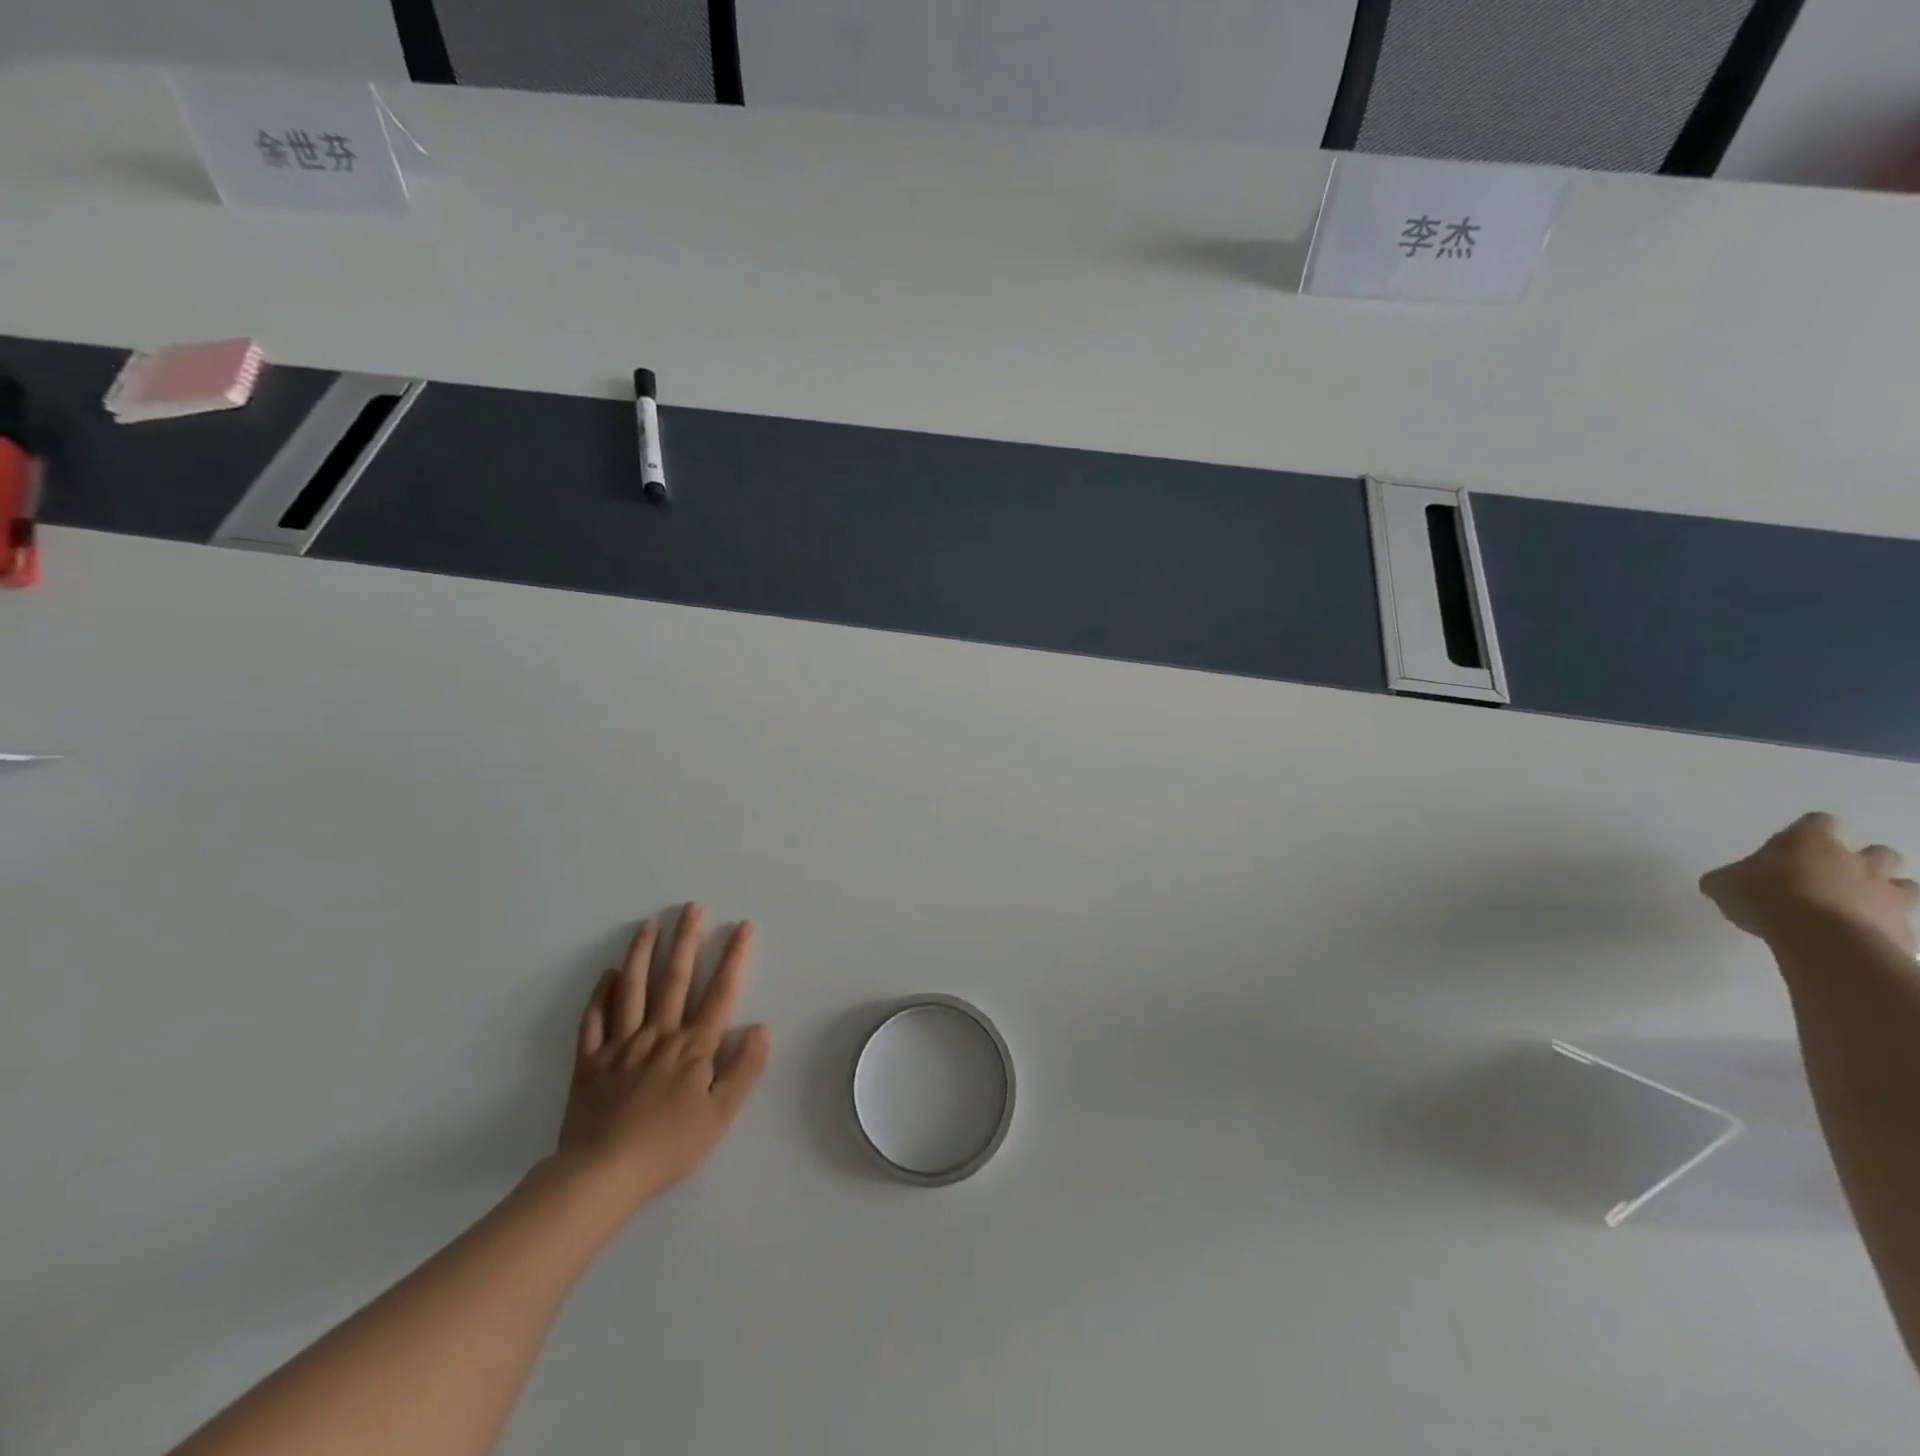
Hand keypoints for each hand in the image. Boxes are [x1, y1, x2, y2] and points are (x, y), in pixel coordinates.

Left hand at [555, 905, 770, 1218]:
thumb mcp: (721, 1115)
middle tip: (692, 908)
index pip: (719, 994)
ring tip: (650, 925)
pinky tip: (609, 974)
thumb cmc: (668, 1146)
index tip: (743, 927)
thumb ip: (744, 1069)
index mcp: (693, 1048)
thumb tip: (763, 1027)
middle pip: (675, 980)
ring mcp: (621, 1046)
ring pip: (633, 990)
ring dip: (642, 954)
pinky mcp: (590, 1062)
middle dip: (686, 941)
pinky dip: (601, 995)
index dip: (734, 958)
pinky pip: (594, 1020)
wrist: (601, 1175)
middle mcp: (658, 1035)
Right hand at [1700, 812, 1919, 953]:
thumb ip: (1728, 879)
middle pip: (1875, 851)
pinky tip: (1858, 937)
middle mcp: (1855, 859)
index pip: (1817, 821)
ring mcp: (1887, 892)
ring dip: (1881, 892)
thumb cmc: (1765, 898)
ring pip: (1902, 884)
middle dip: (1859, 863)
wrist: (1822, 939)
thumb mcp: (1722, 885)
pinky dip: (1883, 926)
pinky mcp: (1903, 925)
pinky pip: (1900, 921)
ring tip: (1852, 908)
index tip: (1790, 850)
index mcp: (1809, 841)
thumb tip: (1723, 883)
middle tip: (1829, 880)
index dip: (1807, 833)